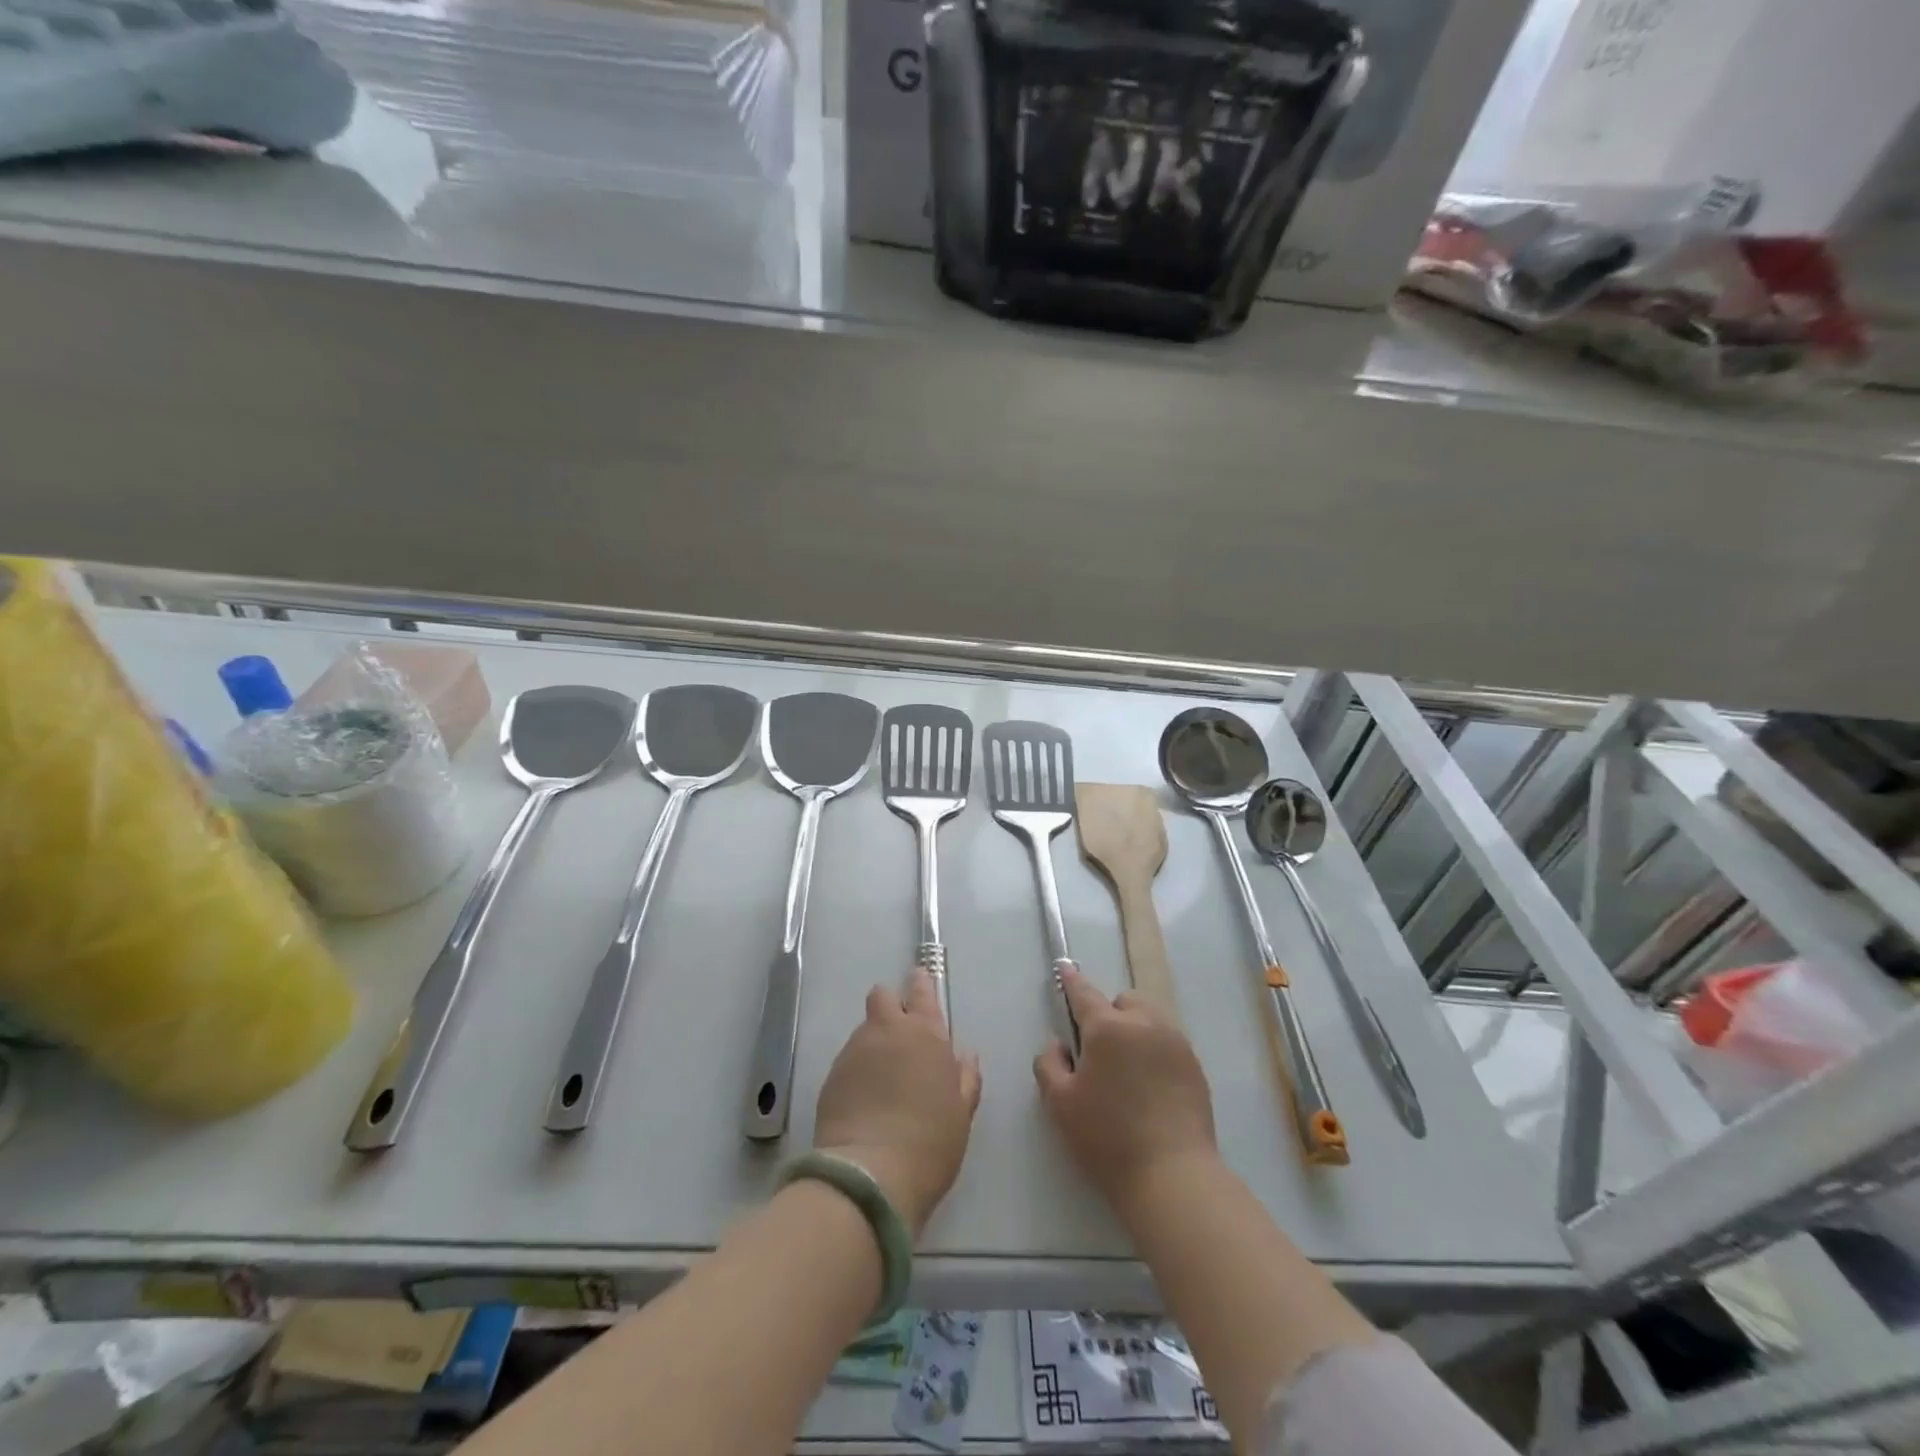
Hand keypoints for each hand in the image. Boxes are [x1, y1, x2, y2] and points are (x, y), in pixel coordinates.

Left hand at [813, 971, 982, 1235]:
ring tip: (882, 1080)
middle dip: (890, 1006)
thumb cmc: (930, 1143)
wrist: (870, 1175)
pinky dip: (857, 1071)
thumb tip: (965, 1056)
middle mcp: (888, 1031)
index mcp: (926, 1034)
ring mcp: (855, 1050)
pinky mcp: (831, 1075)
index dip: (920, 985)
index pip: (922, 991)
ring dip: (874, 1043)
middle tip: (900, 1035)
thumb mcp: (962, 1114)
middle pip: (883, 996)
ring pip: (864, 1030)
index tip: (919, 983)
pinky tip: (864, 1101)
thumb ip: (965, 1079)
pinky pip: (848, 1060)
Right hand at [1034, 969, 1217, 1218]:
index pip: (1084, 994)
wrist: (1172, 1176)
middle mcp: (1144, 1024)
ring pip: (1150, 1018)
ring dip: (1135, 1029)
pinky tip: (1150, 1087)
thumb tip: (1059, 1044)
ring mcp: (1175, 1042)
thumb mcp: (1060, 1103)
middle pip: (1123, 1001)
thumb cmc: (1107, 1138)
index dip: (1071, 981)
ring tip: (1128, 1070)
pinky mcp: (1195, 1066)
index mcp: (1107, 1028)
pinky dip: (1155, 1050)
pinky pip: (1168, 1042)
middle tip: (1100, 1054)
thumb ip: (1049, 1063)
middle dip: (1110, 1015)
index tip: (1065, 968)